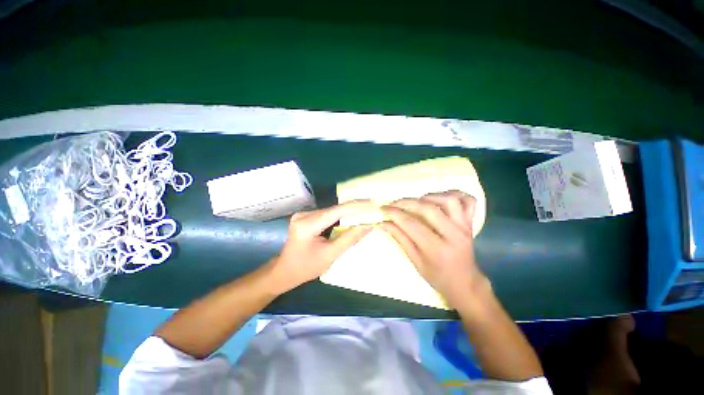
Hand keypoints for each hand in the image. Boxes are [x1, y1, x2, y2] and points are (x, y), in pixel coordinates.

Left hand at [269, 201, 373, 293]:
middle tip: (372, 208)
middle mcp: (304, 215)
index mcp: (307, 225)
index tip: (372, 203)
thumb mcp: (330, 255)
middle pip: (334, 209)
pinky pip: (327, 214)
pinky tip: (351, 217)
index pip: (336, 211)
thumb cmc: (306, 268)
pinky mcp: (305, 217)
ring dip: (348, 212)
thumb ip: (350, 239)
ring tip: (365, 212)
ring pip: (331, 211)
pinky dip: (340, 217)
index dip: (356, 206)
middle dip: (354, 209)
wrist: (284, 272)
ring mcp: (303, 214)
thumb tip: (368, 225)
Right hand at [380, 191, 489, 309]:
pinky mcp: (470, 223)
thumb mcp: (415, 261)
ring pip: (450, 201)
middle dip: (407, 202)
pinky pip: (468, 201)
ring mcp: (464, 227)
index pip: (411, 225)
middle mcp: (453, 236)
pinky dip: (455, 193)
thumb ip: (400, 239)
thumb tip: (382, 223)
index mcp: (437, 250)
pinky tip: (441, 197)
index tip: (383, 208)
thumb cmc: (437, 276)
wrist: (465, 283)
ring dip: (431, 196)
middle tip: (395, 203)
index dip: (395, 214)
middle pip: (429, 210)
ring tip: (418, 200)